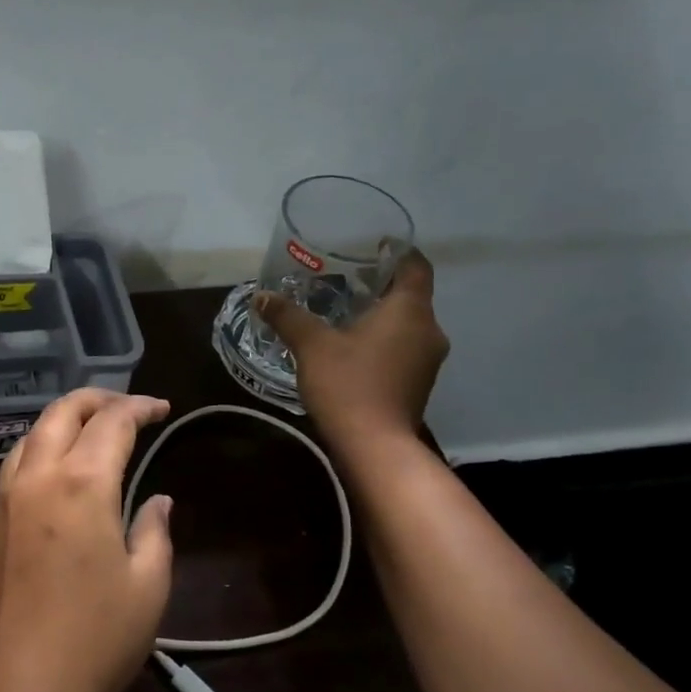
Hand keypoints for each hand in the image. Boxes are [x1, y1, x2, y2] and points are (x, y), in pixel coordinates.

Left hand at [0, 389, 174, 691]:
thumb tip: (156, 501)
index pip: (112, 422)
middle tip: (125, 408)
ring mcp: (0, 505)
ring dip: (60, 425)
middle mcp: (34, 479)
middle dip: (95, 399)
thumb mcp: (147, 587)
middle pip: (60, 413)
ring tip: (86, 436)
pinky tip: (52, 486)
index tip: (162, 410)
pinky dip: (36, 459)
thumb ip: (154, 532)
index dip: (140, 407)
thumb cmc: (95, 642)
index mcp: (81, 483)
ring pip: (27, 439)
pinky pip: (10, 476)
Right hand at [255, 248, 448, 455]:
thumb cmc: (348, 384)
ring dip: (382, 315)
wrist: (374, 446)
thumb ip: (287, 316)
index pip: (416, 266)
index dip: (398, 251)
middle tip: (346, 278)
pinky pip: (404, 346)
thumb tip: (261, 296)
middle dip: (381, 285)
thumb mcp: (311, 345)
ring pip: (408, 323)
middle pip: (411, 295)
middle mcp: (429, 330)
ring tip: (345, 311)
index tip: (374, 246)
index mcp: (410, 310)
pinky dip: (384, 339)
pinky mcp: (419, 382)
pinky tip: (353, 345)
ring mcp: (428, 359)